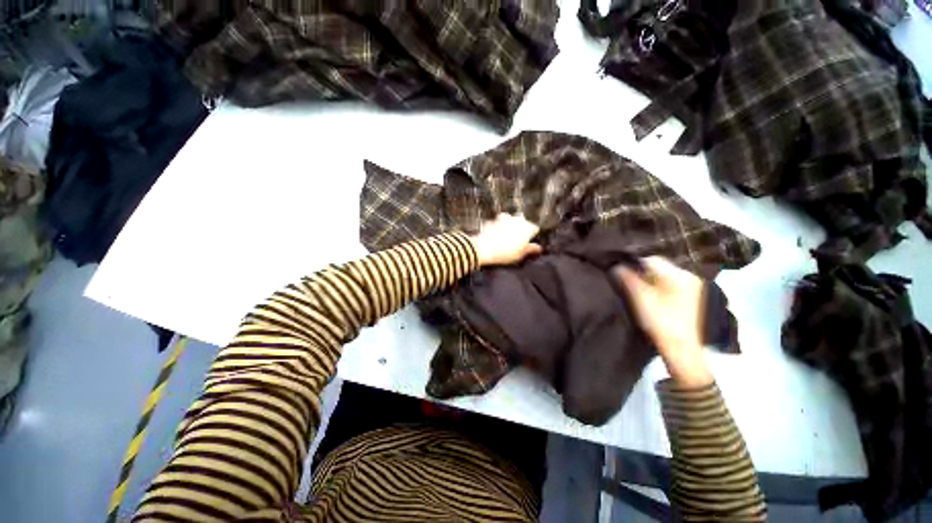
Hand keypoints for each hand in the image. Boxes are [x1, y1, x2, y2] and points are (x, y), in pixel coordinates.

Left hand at [470, 214, 541, 266]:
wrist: (484, 248)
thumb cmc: (506, 253)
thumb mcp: (521, 254)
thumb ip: (531, 249)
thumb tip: (539, 248)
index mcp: (527, 227)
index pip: (534, 228)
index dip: (531, 235)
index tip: (528, 242)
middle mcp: (516, 219)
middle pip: (522, 221)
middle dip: (520, 228)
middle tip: (517, 240)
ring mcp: (503, 219)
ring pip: (509, 219)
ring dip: (508, 225)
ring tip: (505, 236)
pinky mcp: (492, 221)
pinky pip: (496, 223)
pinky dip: (496, 228)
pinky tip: (494, 235)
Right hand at [612, 257, 712, 387]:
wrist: (685, 352)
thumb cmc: (663, 323)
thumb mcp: (642, 299)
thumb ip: (628, 280)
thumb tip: (616, 266)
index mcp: (680, 275)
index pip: (652, 259)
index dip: (633, 262)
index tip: (620, 270)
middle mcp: (690, 278)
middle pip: (659, 268)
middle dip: (641, 272)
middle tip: (625, 281)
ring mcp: (694, 290)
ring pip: (664, 278)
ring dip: (649, 281)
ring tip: (635, 289)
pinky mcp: (693, 301)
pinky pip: (671, 287)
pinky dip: (658, 289)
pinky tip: (650, 298)